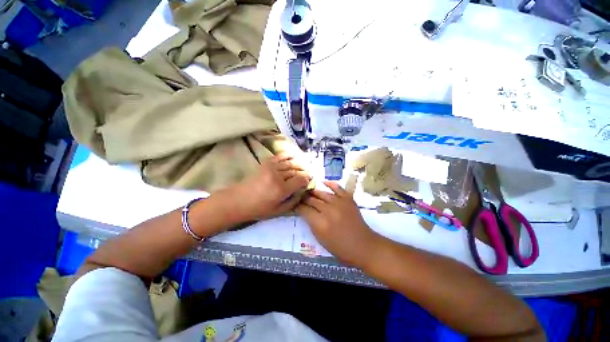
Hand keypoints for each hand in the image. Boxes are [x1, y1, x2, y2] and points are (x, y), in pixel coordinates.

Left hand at [226, 153, 310, 221]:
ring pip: (290, 163)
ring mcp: (271, 167)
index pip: (301, 180)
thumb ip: (294, 201)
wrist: (238, 200)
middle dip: (305, 171)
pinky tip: (295, 155)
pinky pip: (280, 156)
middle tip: (310, 173)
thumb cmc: (258, 209)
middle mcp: (278, 176)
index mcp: (281, 189)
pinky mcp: (266, 163)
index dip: (307, 179)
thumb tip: (303, 191)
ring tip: (305, 166)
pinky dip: (289, 155)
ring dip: (300, 164)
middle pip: (297, 170)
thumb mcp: (279, 211)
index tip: (309, 181)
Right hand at [296, 181, 379, 266]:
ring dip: (313, 191)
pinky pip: (337, 187)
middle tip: (299, 196)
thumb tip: (305, 211)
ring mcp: (339, 203)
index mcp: (320, 223)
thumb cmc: (340, 248)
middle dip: (304, 198)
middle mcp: (328, 210)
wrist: (363, 246)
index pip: (304, 209)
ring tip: (308, 190)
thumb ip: (311, 223)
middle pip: (311, 200)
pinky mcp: (348, 199)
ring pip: (322, 193)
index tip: (294, 204)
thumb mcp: (321, 239)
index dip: (297, 206)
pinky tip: (323, 182)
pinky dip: (330, 184)